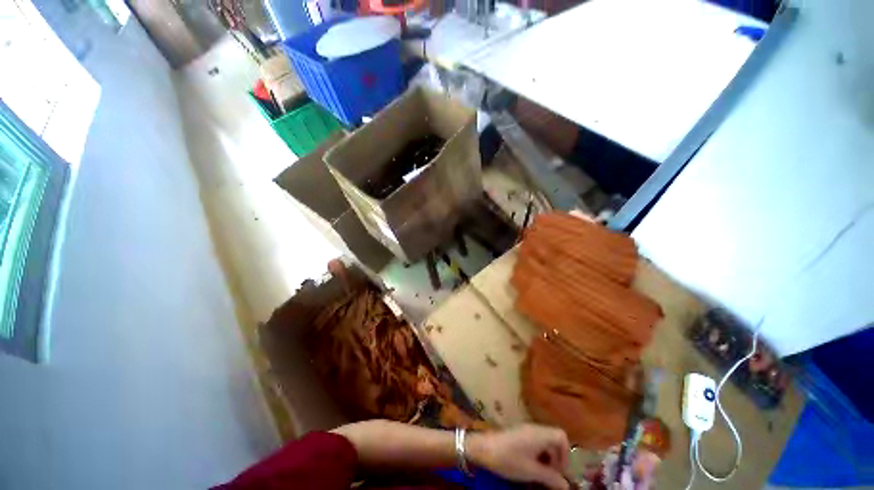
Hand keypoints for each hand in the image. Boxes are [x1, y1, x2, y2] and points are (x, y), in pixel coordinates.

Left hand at [468, 424, 570, 489]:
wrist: (484, 448)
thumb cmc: (509, 459)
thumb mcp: (532, 472)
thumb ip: (551, 478)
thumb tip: (566, 485)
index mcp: (539, 434)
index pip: (561, 436)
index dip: (565, 454)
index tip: (560, 471)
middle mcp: (534, 429)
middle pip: (554, 439)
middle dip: (557, 458)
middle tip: (553, 476)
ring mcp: (525, 430)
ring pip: (544, 442)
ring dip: (548, 457)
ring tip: (543, 474)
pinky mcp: (518, 434)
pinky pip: (535, 442)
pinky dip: (538, 454)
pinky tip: (532, 467)